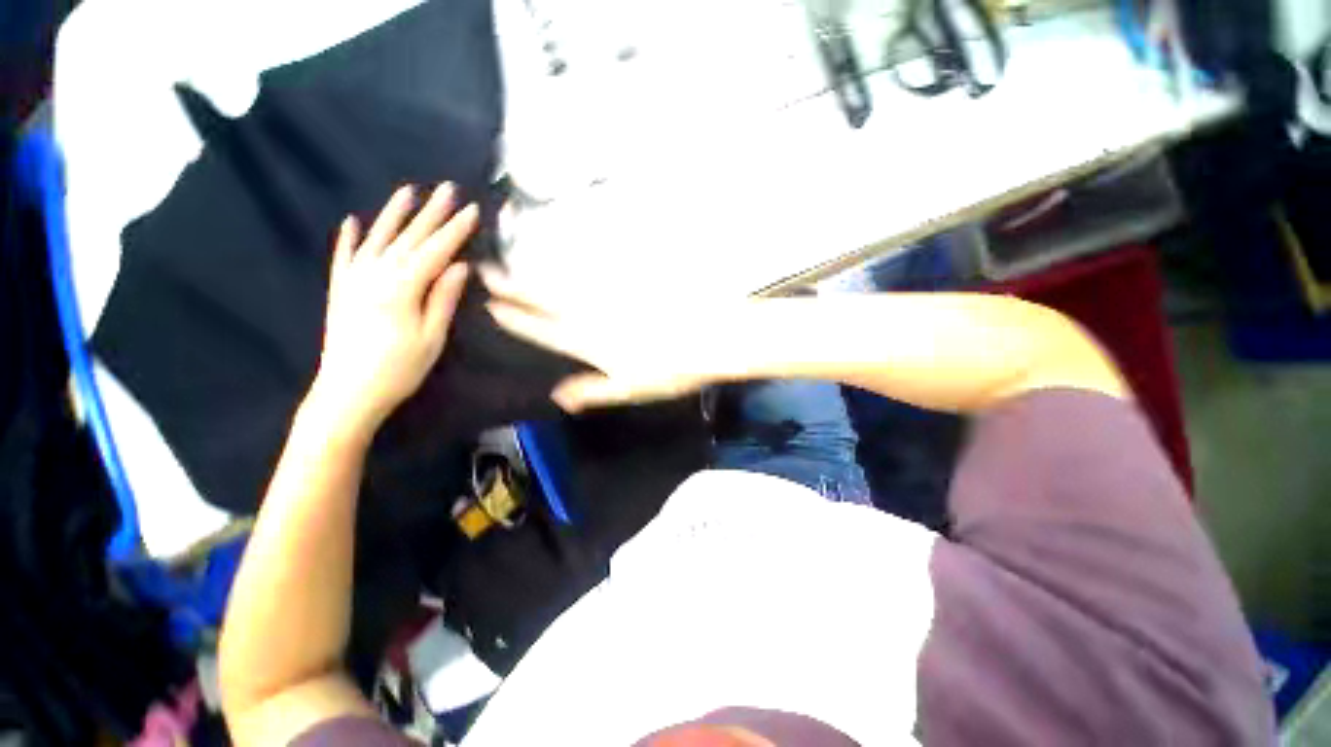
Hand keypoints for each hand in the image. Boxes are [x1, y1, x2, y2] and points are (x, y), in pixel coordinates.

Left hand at [312, 183, 476, 434]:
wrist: (347, 394)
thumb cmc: (398, 370)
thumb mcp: (431, 337)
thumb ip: (443, 298)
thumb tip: (460, 267)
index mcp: (401, 288)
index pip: (435, 251)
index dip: (455, 230)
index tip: (472, 210)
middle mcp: (374, 275)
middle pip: (408, 238)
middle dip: (431, 213)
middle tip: (447, 188)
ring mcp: (353, 280)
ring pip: (377, 239)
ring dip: (394, 215)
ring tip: (408, 191)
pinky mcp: (340, 290)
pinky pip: (344, 257)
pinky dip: (349, 238)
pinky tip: (352, 221)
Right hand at [482, 267, 740, 411]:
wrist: (708, 338)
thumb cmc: (669, 370)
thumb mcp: (629, 388)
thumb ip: (592, 390)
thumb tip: (557, 396)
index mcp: (590, 342)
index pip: (545, 330)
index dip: (518, 319)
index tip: (492, 306)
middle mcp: (594, 314)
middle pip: (548, 300)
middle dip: (515, 287)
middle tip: (487, 271)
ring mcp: (611, 296)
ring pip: (566, 284)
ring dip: (537, 274)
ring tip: (513, 264)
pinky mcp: (629, 285)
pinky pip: (593, 275)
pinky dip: (573, 270)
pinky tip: (565, 264)